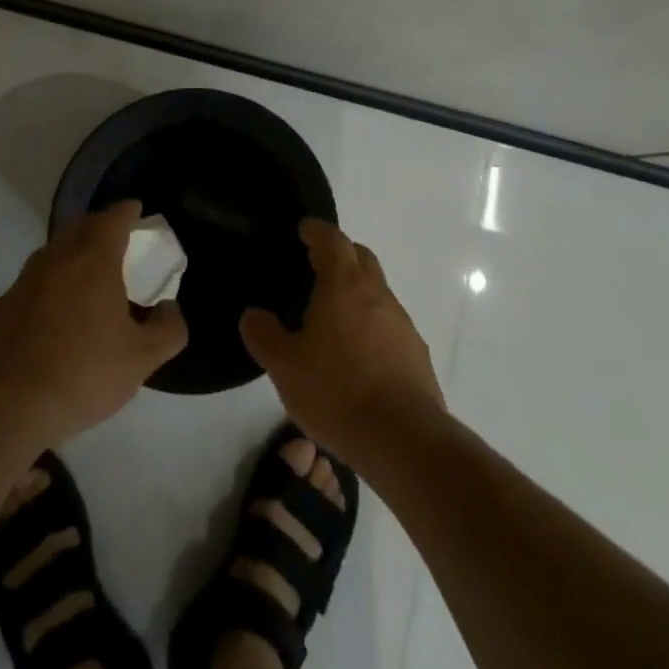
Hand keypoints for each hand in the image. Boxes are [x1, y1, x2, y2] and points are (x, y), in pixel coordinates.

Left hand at [0, 200, 187, 447]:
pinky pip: (35, 281)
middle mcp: (57, 259)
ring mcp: (25, 281)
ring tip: (89, 274)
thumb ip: (167, 330)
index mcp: (93, 259)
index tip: (136, 211)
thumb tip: (169, 309)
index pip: (112, 219)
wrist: (4, 405)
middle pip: (80, 227)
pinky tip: (57, 312)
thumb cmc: (82, 372)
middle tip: (118, 240)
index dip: (127, 212)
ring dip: (73, 253)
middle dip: (100, 226)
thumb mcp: (141, 359)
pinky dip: (52, 283)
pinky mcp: (3, 307)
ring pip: (54, 252)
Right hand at [241, 218, 444, 464]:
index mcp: (343, 285)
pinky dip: (372, 322)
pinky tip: (358, 352)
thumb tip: (252, 314)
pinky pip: (390, 322)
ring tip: (334, 313)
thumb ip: (264, 335)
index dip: (317, 230)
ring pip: (378, 289)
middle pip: (361, 257)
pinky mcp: (416, 352)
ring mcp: (401, 322)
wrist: (404, 439)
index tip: (304, 229)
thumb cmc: (337, 392)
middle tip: (317, 264)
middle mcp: (376, 293)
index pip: (332, 240)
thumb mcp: (285, 367)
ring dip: (358, 289)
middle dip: (340, 252)